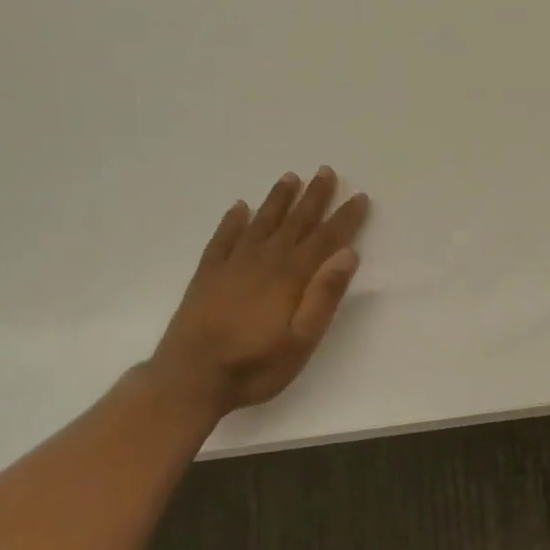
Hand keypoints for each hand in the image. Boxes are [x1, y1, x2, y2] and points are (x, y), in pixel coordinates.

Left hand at [147, 167, 370, 421]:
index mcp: (291, 277)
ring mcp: (232, 265)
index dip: (344, 218)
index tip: (359, 196)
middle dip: (313, 197)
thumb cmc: (255, 365)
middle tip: (325, 171)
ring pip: (261, 223)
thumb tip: (347, 254)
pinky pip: (223, 238)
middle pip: (294, 222)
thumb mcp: (302, 340)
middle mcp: (264, 261)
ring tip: (289, 177)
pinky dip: (233, 221)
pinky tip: (239, 208)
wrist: (190, 378)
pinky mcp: (207, 275)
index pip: (325, 239)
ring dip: (277, 200)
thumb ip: (324, 295)